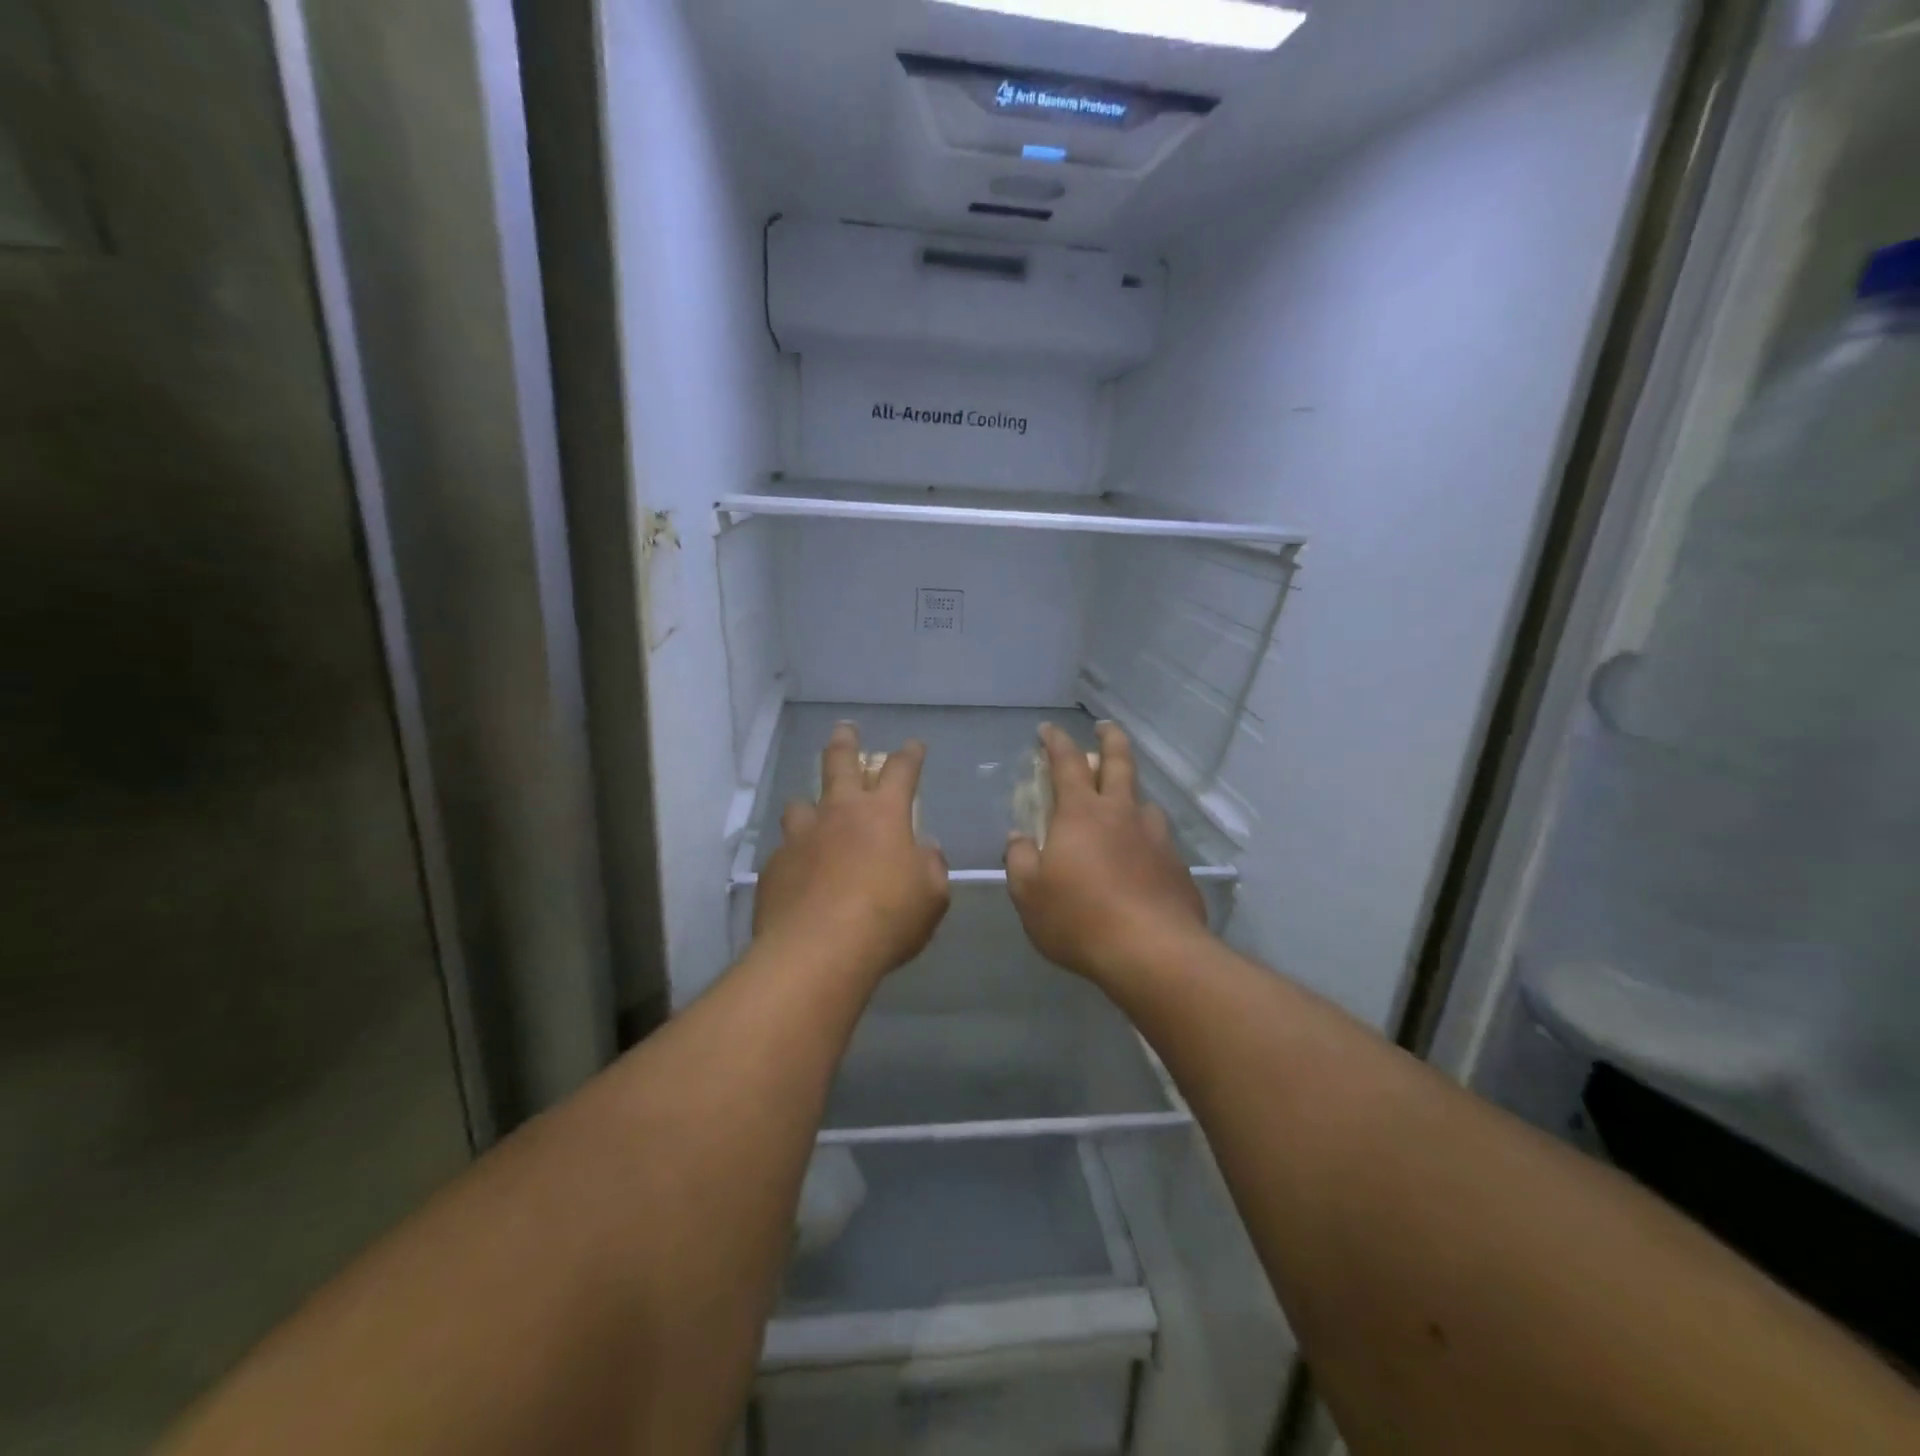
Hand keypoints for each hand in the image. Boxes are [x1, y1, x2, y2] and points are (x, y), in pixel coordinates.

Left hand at [754, 723, 949, 982]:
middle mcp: (839, 813)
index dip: (910, 755)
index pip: (901, 770)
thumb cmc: (887, 918)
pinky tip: (798, 873)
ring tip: (811, 812)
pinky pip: (785, 851)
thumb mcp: (931, 896)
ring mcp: (801, 837)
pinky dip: (795, 855)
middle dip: (845, 741)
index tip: (913, 745)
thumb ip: (931, 867)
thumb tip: (925, 850)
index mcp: (883, 814)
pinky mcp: (775, 866)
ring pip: (800, 804)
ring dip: (809, 805)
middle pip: (839, 763)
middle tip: (845, 729)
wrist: (819, 950)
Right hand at [1005, 722, 1209, 984]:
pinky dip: (1146, 840)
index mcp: (1082, 814)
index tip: (1048, 729)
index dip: (1056, 742)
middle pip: (1119, 763)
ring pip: (1144, 803)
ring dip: (1132, 795)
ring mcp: (1156, 839)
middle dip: (1110, 740)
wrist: (1153, 952)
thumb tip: (1018, 838)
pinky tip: (1143, 860)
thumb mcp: (1029, 894)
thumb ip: (1019, 860)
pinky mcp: (1177, 868)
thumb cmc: (1080, 919)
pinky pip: (1159, 842)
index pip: (1067, 764)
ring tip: (1125, 805)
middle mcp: (1122, 814)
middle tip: (1105, 728)